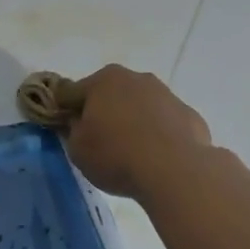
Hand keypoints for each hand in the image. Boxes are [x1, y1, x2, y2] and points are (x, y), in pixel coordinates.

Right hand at [61, 64, 212, 200]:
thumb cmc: (116, 156)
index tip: (62, 128)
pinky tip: (154, 156)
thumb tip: (79, 123)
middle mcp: (134, 78)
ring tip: (129, 151)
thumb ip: (72, 130)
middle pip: (107, 94)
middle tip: (97, 140)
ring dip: (130, 120)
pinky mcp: (188, 113)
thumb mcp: (77, 149)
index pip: (69, 92)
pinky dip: (156, 133)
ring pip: (138, 105)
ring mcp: (165, 94)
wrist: (175, 170)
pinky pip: (162, 121)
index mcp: (102, 81)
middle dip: (100, 111)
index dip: (62, 110)